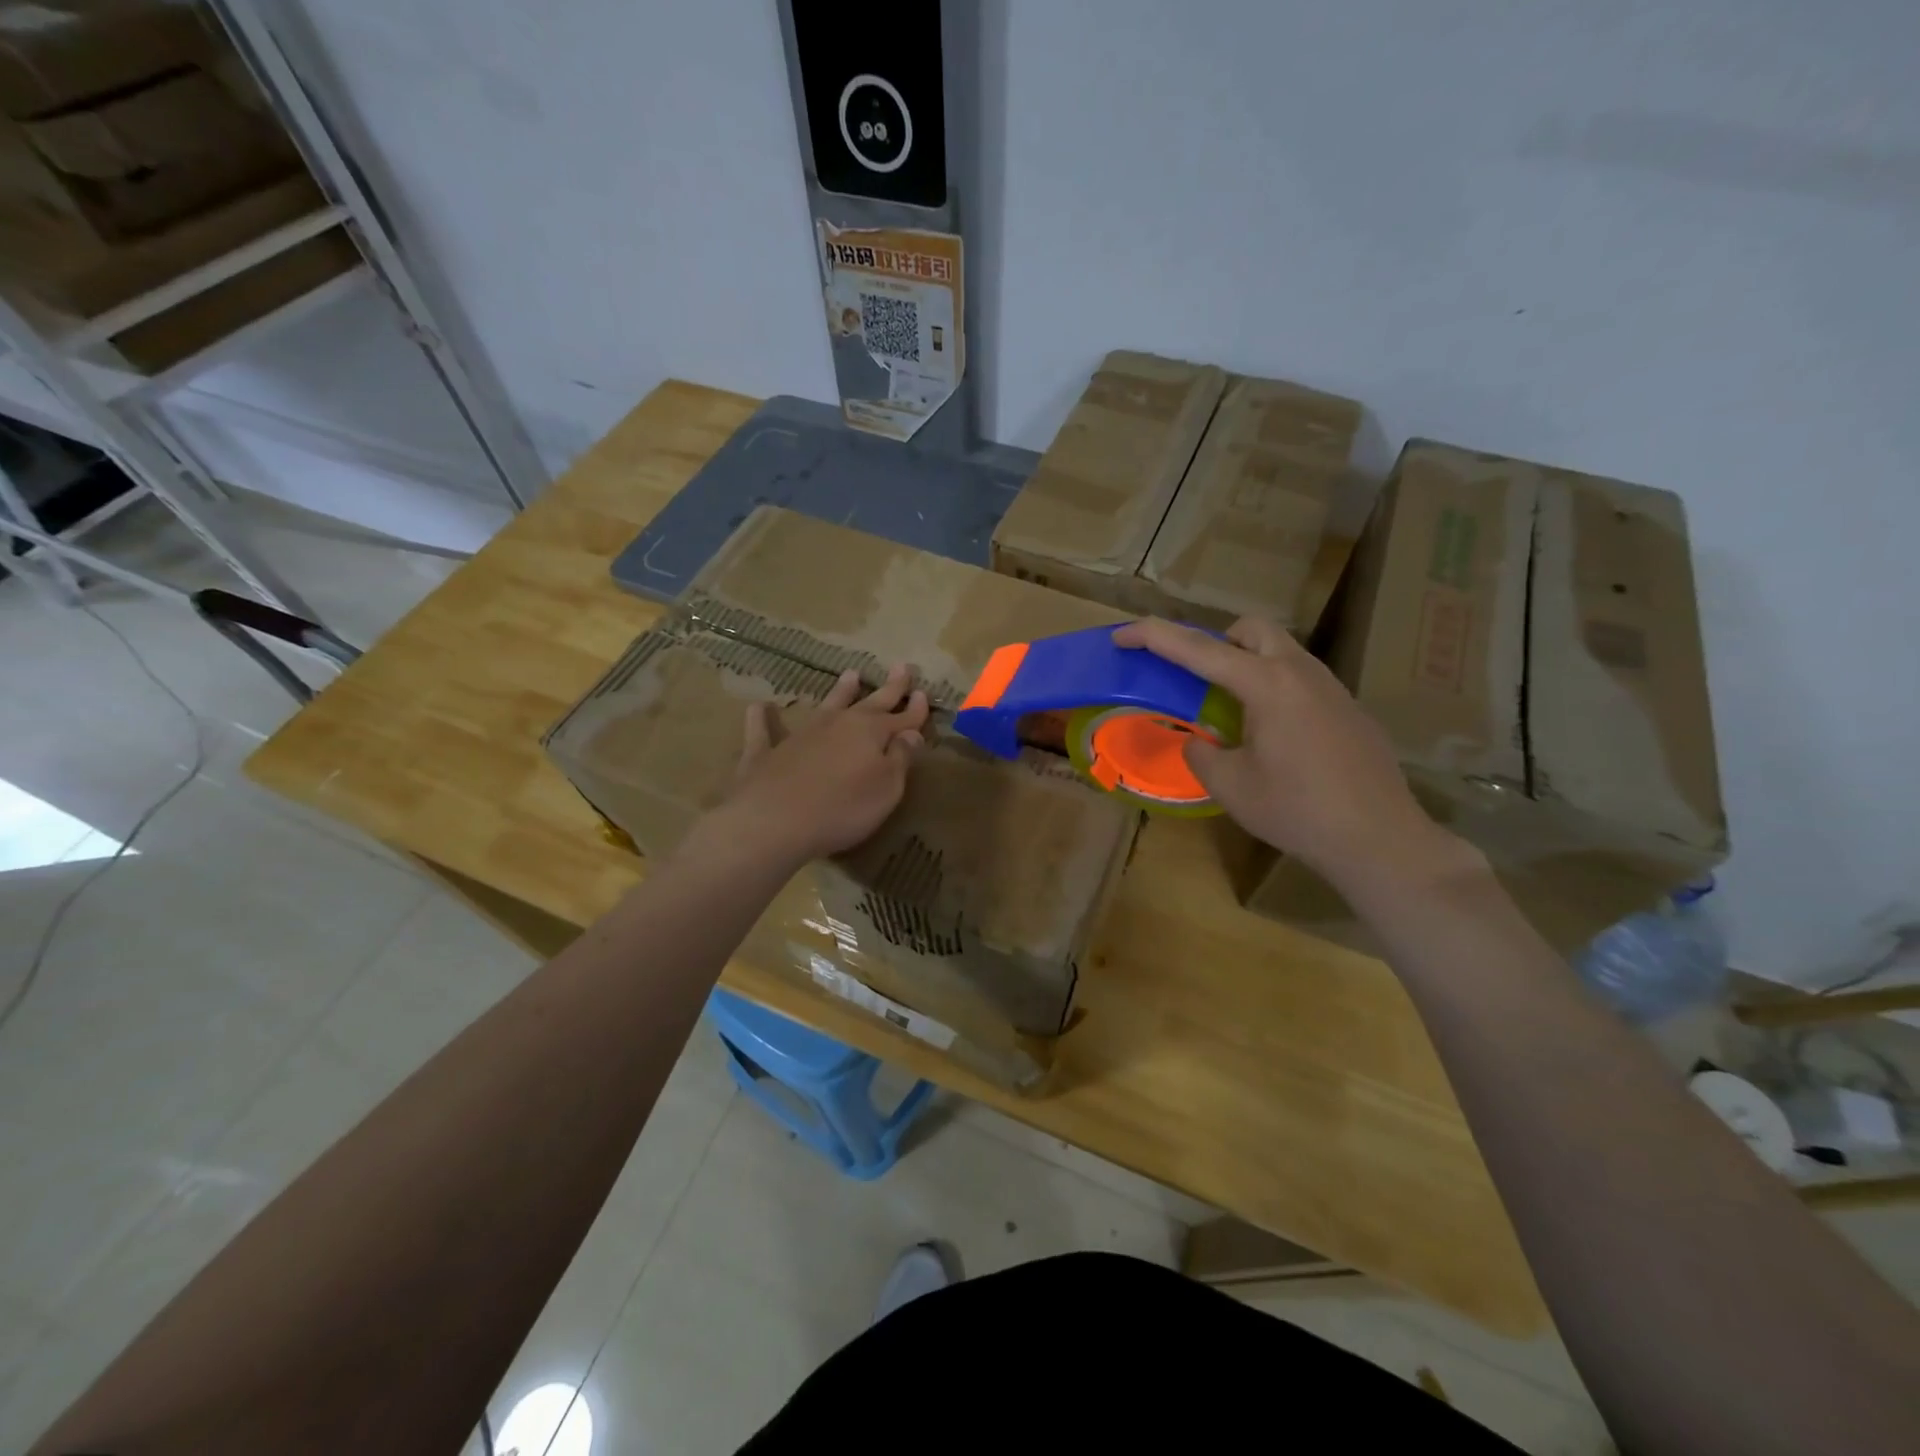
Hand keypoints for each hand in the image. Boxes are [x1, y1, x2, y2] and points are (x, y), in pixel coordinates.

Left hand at [717, 664, 929, 866]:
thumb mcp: (887, 788)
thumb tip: (911, 733)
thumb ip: (900, 759)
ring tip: (851, 674)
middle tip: (902, 667)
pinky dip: (762, 718)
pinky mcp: (766, 753)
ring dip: (840, 691)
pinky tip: (759, 707)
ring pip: (826, 705)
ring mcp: (801, 734)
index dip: (915, 709)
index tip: (925, 694)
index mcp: (870, 732)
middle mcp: (838, 724)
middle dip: (889, 688)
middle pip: (869, 703)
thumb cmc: (842, 808)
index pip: (901, 718)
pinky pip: (763, 730)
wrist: (774, 821)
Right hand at [1111, 616, 1456, 890]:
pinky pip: (1300, 680)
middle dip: (1215, 641)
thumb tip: (1198, 741)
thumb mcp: (1231, 786)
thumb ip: (1201, 754)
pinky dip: (1272, 688)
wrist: (1380, 839)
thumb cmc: (1298, 811)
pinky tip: (1273, 737)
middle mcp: (1301, 672)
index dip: (1153, 637)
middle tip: (1197, 679)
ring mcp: (1331, 688)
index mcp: (1266, 684)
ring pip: (1280, 652)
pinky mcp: (1348, 709)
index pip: (1198, 649)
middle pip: (1251, 631)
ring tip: (1231, 712)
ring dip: (1246, 664)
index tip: (1121, 635)